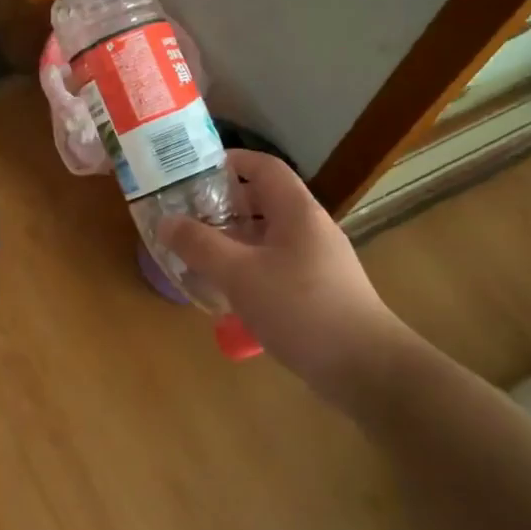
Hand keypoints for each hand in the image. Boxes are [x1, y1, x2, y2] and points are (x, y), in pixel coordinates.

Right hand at [158, 150, 414, 399]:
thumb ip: (199, 245)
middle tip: (183, 214)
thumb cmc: (300, 309)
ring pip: (265, 235)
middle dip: (221, 204)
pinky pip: (274, 264)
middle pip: (262, 200)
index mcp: (296, 210)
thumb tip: (166, 221)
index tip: (191, 171)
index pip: (263, 166)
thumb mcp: (239, 274)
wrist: (365, 368)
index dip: (228, 161)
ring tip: (194, 250)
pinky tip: (224, 289)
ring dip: (231, 238)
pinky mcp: (316, 289)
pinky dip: (246, 266)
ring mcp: (315, 259)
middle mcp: (308, 227)